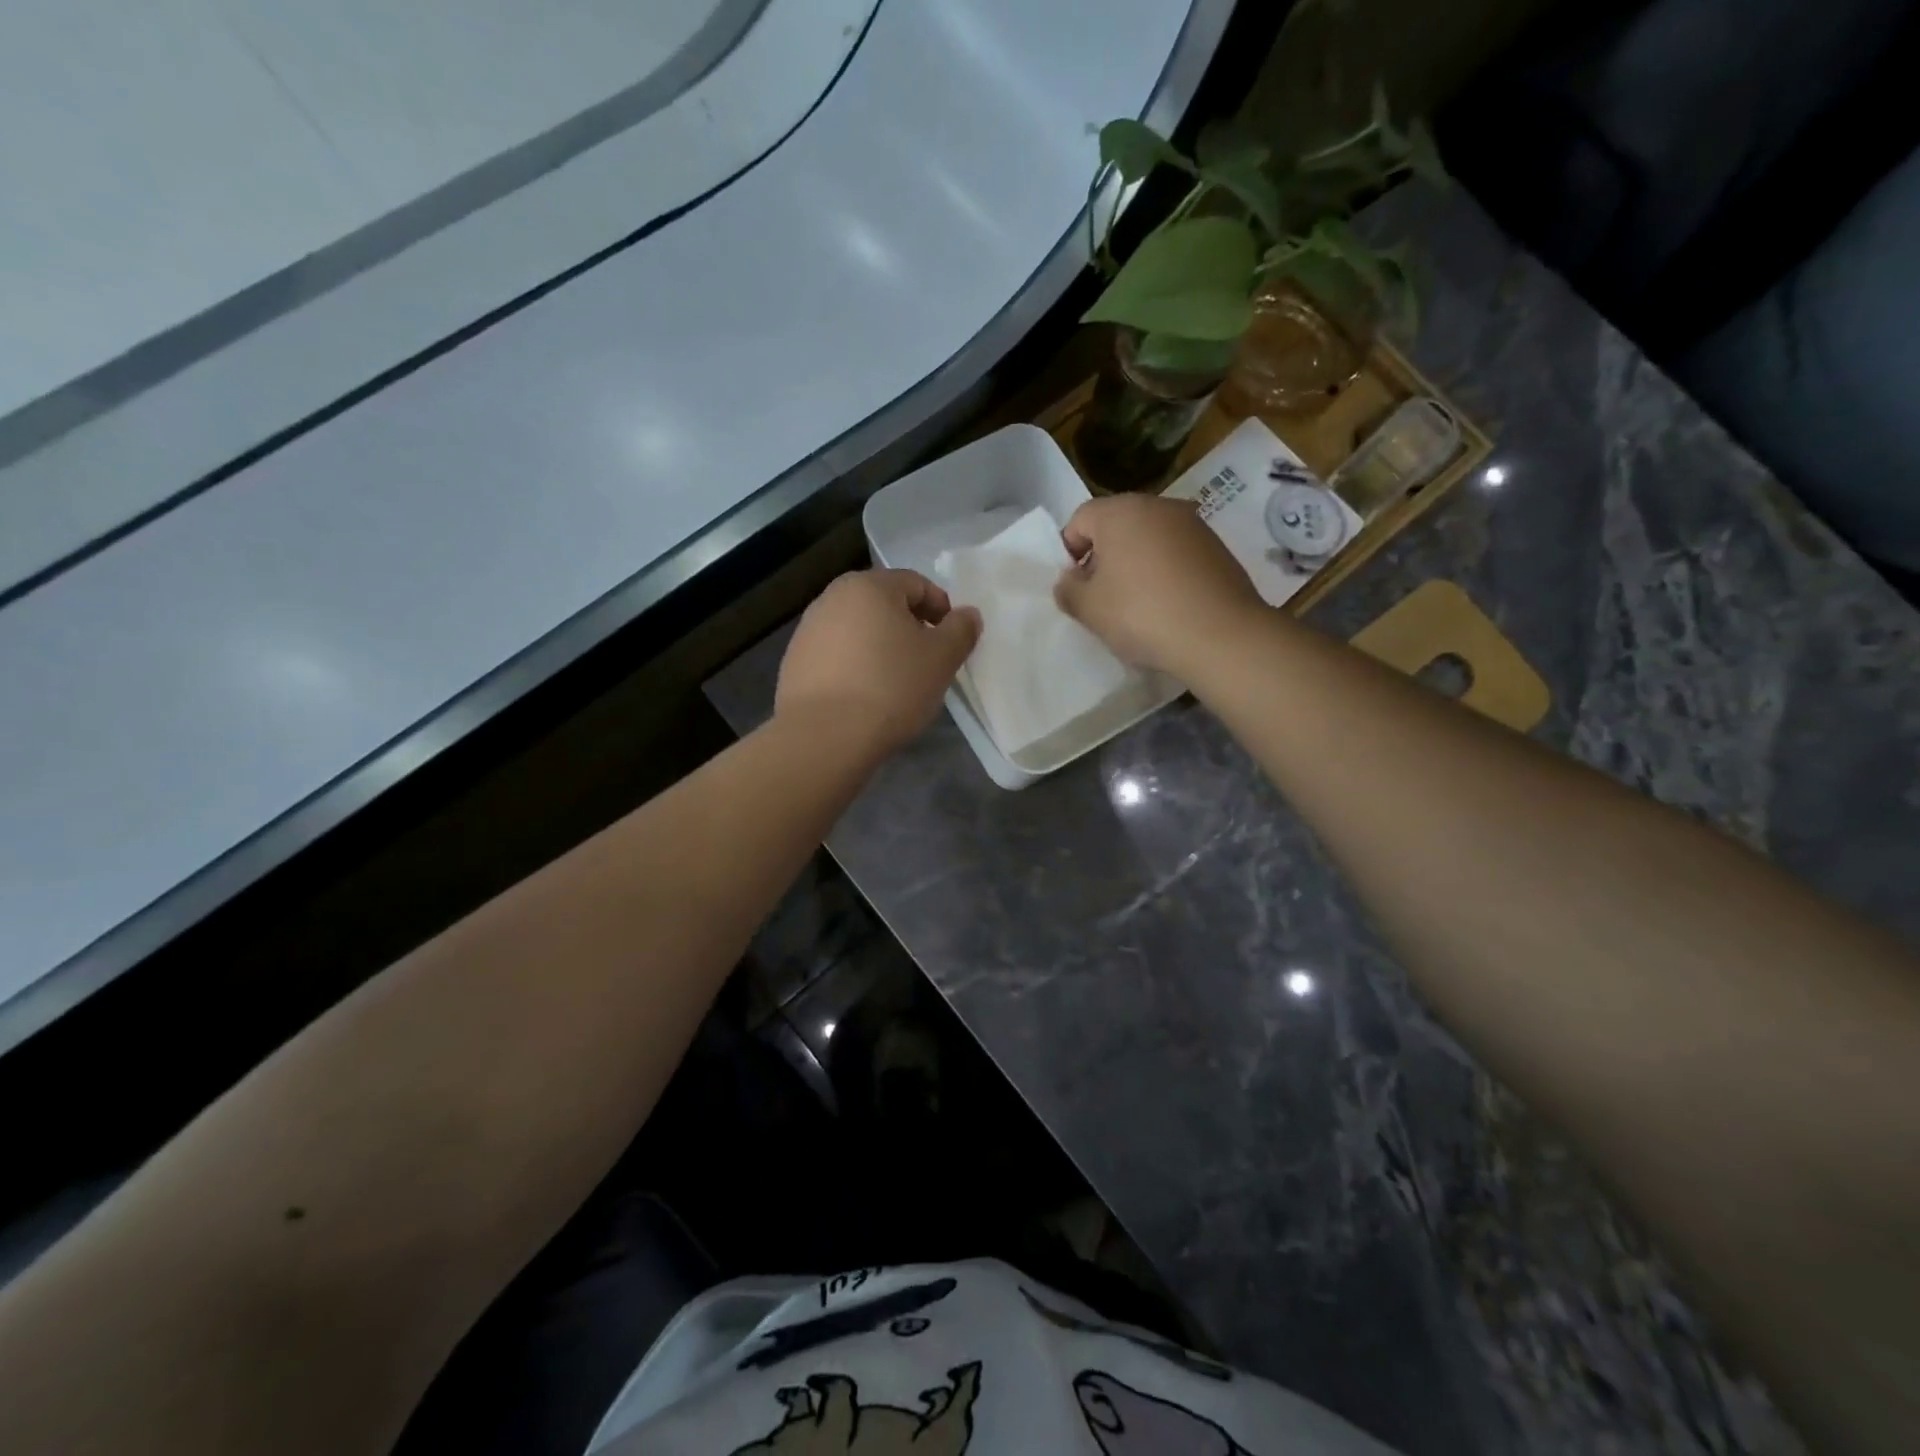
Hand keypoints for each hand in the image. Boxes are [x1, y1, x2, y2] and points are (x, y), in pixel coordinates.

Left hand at [776, 568, 981, 755]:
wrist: (824, 736)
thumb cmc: (891, 687)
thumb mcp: (942, 658)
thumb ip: (961, 630)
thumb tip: (967, 615)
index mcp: (869, 586)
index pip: (916, 584)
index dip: (942, 609)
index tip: (952, 641)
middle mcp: (832, 598)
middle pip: (883, 604)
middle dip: (910, 627)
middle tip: (927, 661)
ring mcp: (808, 630)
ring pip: (858, 630)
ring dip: (881, 647)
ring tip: (896, 682)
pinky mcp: (794, 663)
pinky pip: (837, 656)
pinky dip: (856, 667)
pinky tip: (865, 696)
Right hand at [1053, 494, 1265, 675]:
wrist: (1220, 635)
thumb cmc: (1141, 614)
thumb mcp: (1089, 608)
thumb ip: (1068, 590)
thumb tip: (1070, 580)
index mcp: (1120, 511)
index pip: (1080, 519)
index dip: (1069, 552)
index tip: (1074, 586)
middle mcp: (1158, 506)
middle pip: (1116, 525)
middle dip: (1103, 557)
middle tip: (1101, 597)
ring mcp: (1192, 524)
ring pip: (1148, 539)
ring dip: (1135, 564)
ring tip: (1136, 604)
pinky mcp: (1217, 547)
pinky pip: (1176, 554)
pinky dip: (1164, 572)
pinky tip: (1167, 605)